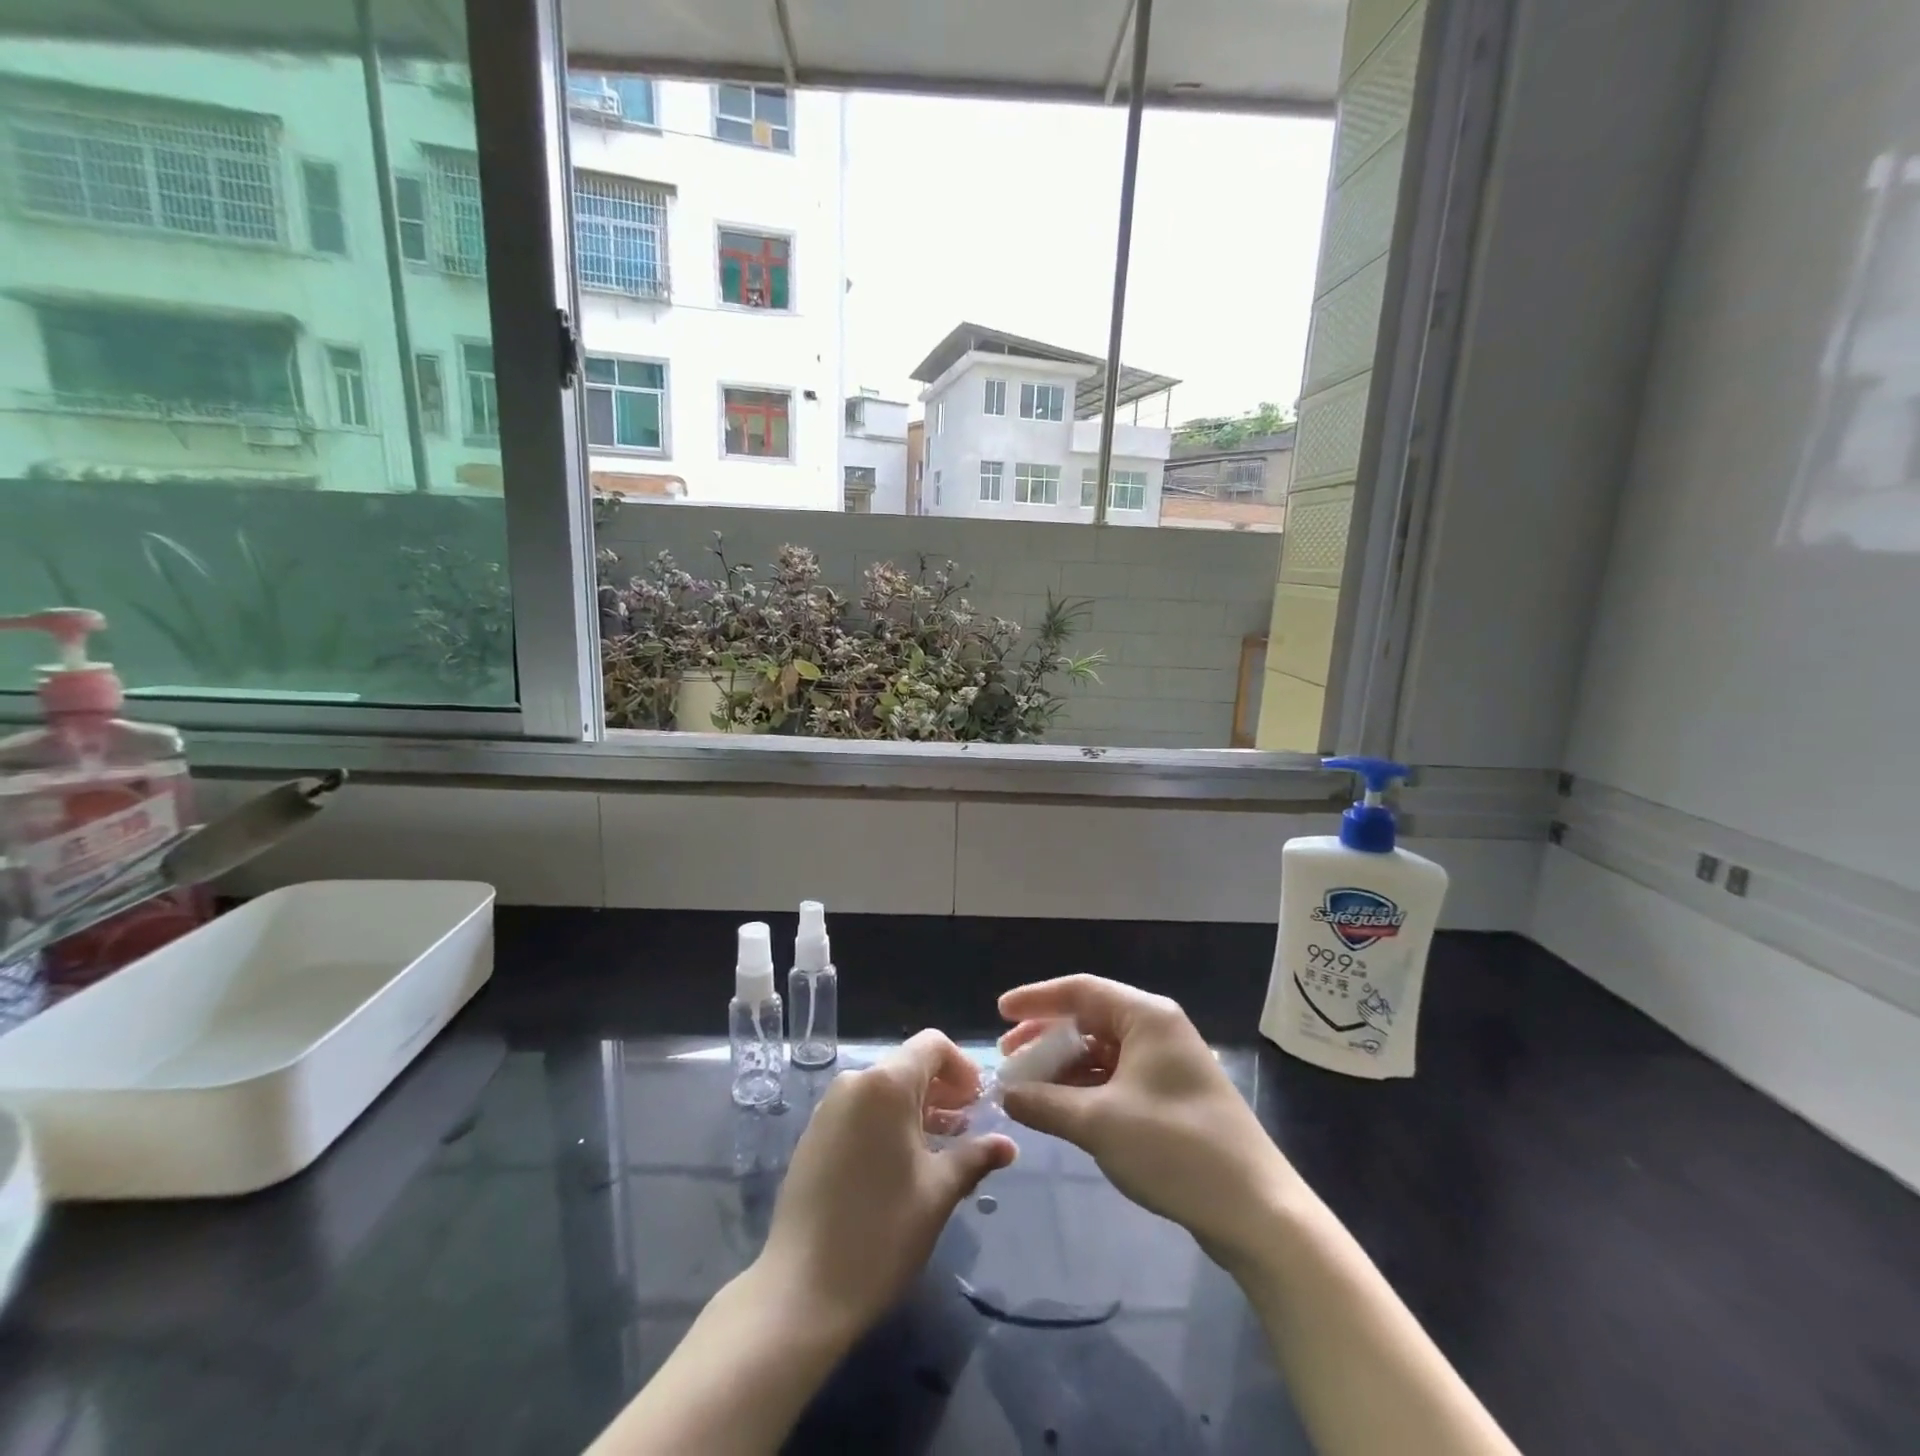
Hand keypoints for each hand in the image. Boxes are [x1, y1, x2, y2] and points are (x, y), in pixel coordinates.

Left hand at [755, 1030, 1015, 1342]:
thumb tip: (1008, 1145)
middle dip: (943, 1090)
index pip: (932, 1045)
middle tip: (968, 1130)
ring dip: (917, 1108)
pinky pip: (861, 1111)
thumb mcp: (938, 1193)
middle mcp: (854, 1083)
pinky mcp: (814, 1135)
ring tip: (941, 1149)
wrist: (800, 1291)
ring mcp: (829, 1108)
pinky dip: (888, 1123)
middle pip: (908, 1066)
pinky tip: (902, 1165)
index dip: (962, 1068)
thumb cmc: (881, 1234)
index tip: (980, 1104)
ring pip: (884, 1090)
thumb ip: (975, 1157)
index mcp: (886, 1085)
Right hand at [997, 975, 1296, 1266]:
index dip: (1036, 1000)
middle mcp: (1157, 1029)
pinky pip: (1116, 1076)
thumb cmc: (1175, 1149)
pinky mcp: (1170, 1095)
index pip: (1080, 990)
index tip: (999, 1013)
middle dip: (1046, 1038)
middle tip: (1009, 1059)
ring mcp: (1166, 1063)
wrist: (1256, 1211)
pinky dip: (1085, 1087)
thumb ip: (1046, 1103)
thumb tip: (1007, 1094)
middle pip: (1089, 1019)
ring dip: (1064, 1067)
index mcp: (1146, 1016)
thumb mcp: (1099, 1124)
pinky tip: (1060, 1107)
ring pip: (1101, 1051)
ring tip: (1027, 1088)